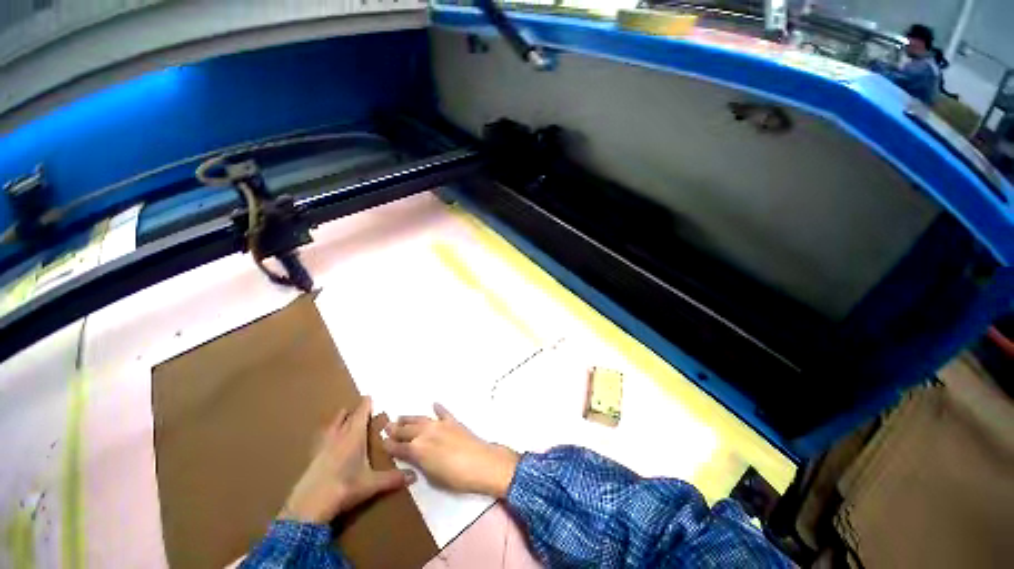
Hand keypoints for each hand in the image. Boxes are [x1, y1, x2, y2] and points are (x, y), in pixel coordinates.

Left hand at [280, 397, 415, 523]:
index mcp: (354, 437)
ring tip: (341, 417)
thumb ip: (393, 479)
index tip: (368, 396)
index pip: (361, 414)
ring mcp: (323, 447)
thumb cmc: (345, 488)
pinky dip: (326, 435)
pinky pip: (321, 440)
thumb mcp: (372, 484)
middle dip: (352, 411)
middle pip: (345, 418)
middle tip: (358, 406)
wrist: (309, 506)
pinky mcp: (312, 459)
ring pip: (331, 427)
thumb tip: (414, 476)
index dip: (365, 405)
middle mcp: (338, 437)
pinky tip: (325, 442)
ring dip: (337, 420)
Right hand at [383, 404, 518, 498]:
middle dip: (395, 429)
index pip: (398, 446)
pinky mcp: (453, 421)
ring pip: (421, 419)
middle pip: (406, 430)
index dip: (388, 444)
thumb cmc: (455, 477)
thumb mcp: (431, 476)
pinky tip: (434, 404)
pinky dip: (438, 408)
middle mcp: (426, 433)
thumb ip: (419, 463)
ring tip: (401, 417)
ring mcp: (440, 425)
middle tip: (386, 426)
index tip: (381, 441)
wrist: (481, 463)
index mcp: (417, 449)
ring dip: (410, 418)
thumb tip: (412, 456)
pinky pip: (443, 412)